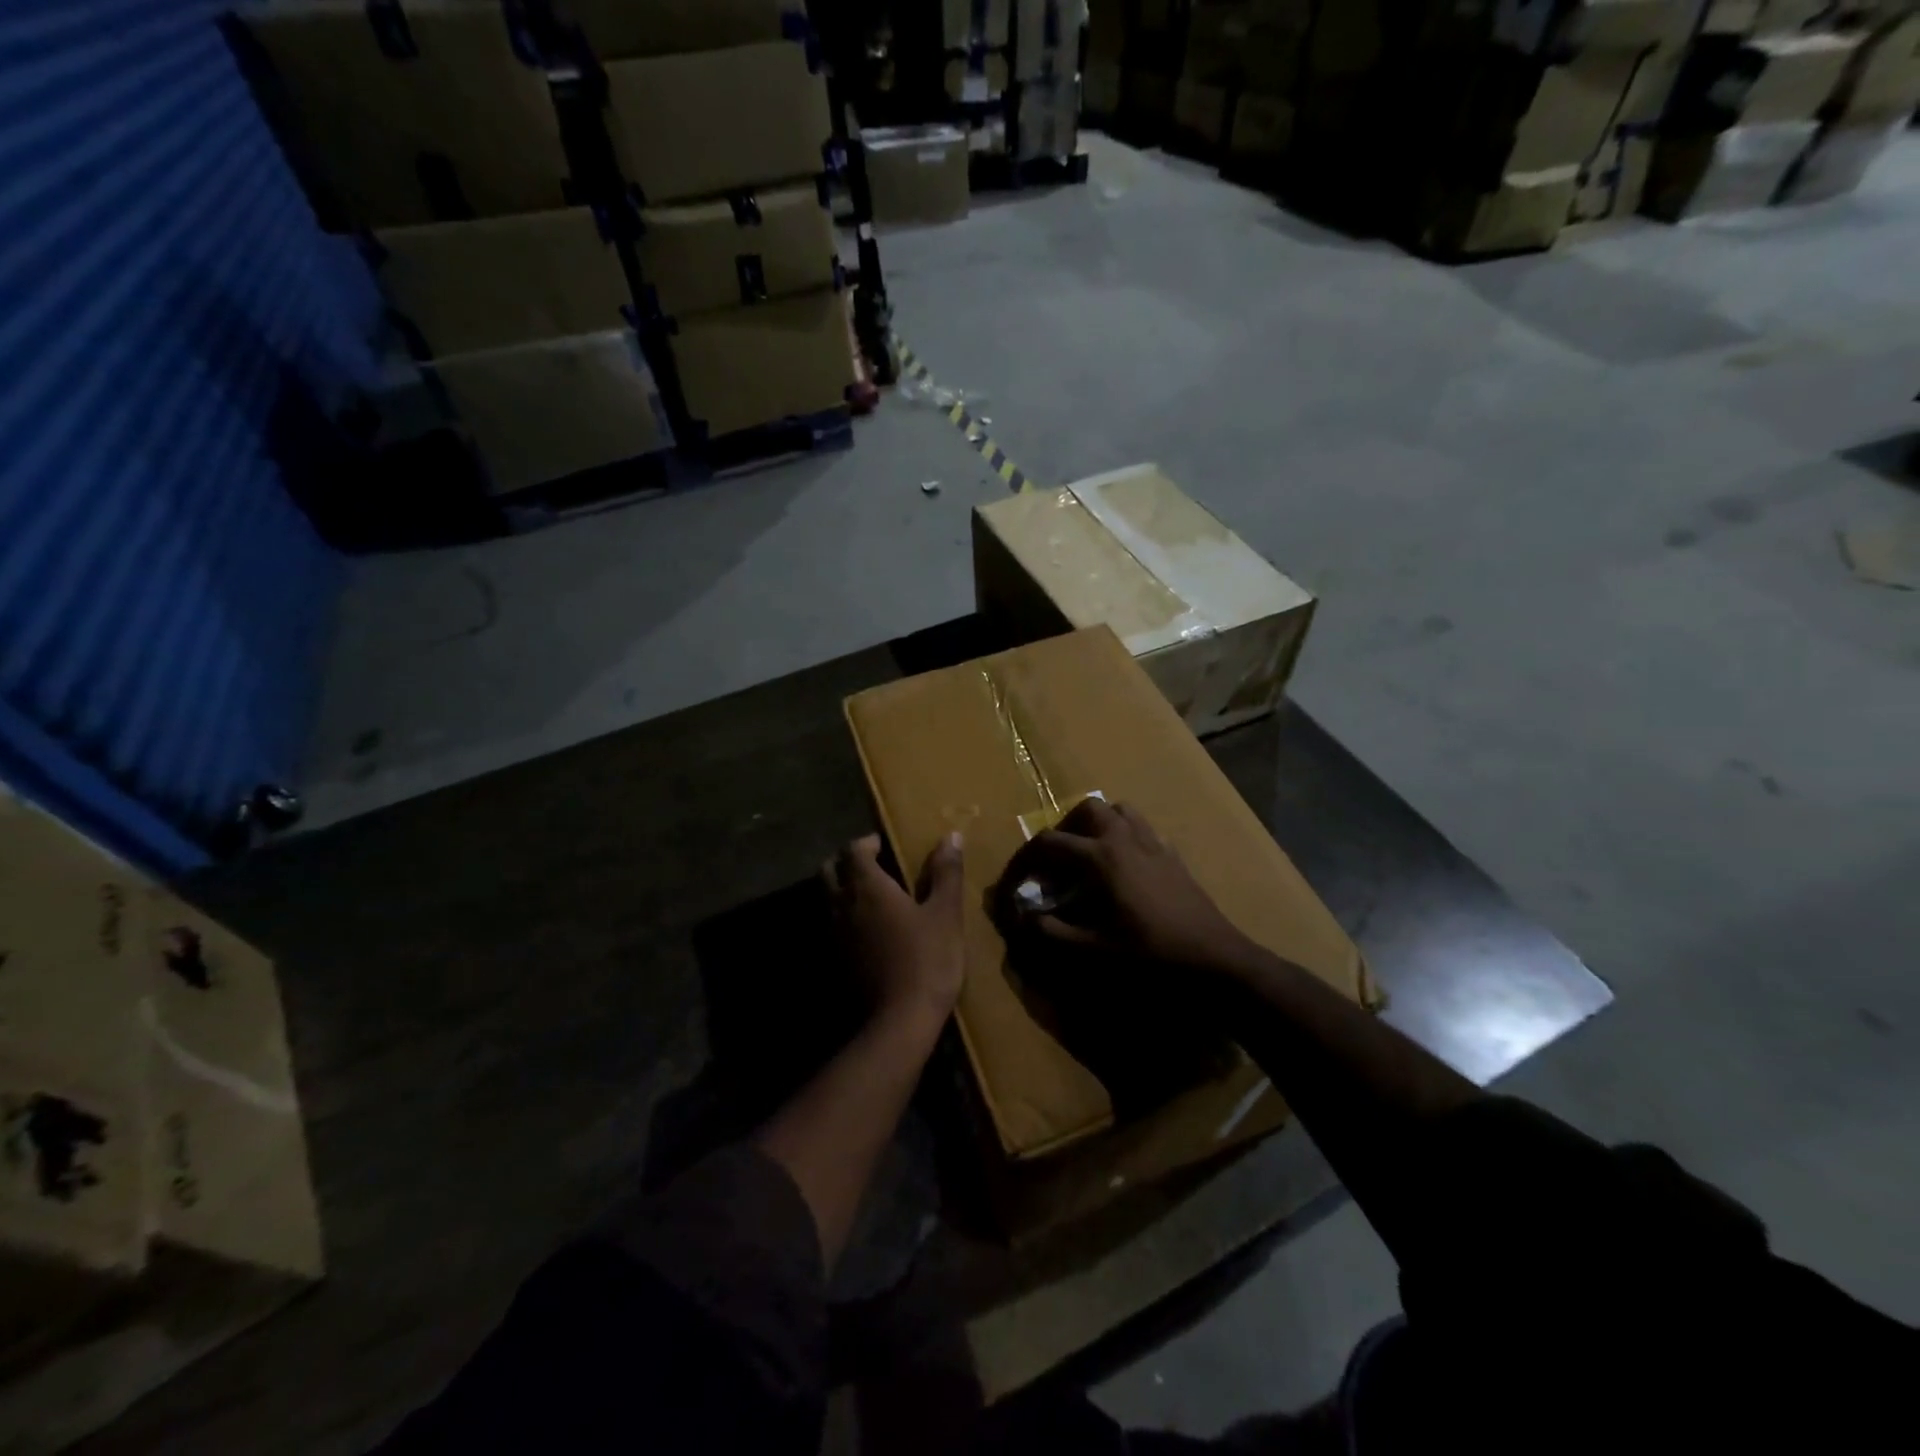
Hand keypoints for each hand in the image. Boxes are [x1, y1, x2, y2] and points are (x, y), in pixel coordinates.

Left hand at [822, 832, 965, 1025]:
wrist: (900, 1021)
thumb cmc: (927, 959)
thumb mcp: (945, 913)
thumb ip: (946, 873)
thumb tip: (950, 836)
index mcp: (867, 886)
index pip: (854, 849)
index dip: (868, 842)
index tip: (886, 844)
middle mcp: (842, 904)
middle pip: (829, 870)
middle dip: (847, 861)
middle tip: (873, 864)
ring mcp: (834, 933)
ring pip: (827, 897)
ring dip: (843, 888)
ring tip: (873, 895)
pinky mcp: (835, 959)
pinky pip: (832, 924)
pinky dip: (844, 915)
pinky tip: (869, 928)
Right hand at [994, 798, 1255, 976]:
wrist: (1216, 961)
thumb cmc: (1151, 957)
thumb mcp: (1092, 952)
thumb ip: (1051, 933)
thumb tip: (1024, 919)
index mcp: (1101, 856)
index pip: (1048, 842)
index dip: (1023, 860)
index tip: (1013, 884)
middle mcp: (1125, 839)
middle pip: (1087, 809)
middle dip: (1063, 829)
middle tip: (1054, 862)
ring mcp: (1154, 844)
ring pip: (1119, 812)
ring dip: (1096, 826)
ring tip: (1086, 857)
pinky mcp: (1174, 857)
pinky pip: (1143, 830)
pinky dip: (1124, 838)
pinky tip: (1123, 869)